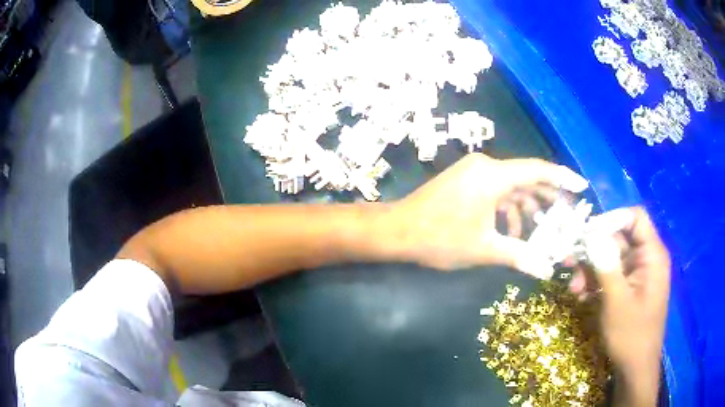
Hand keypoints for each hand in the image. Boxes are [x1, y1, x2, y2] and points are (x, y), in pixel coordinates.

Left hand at [388, 153, 587, 277]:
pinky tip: (513, 231)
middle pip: (527, 177)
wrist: (397, 231)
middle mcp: (486, 166)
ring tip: (542, 228)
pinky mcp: (466, 181)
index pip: (537, 170)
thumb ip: (520, 255)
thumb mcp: (484, 249)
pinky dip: (508, 207)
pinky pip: (496, 190)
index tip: (581, 186)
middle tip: (566, 214)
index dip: (562, 177)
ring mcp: (474, 172)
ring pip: (512, 185)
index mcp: (493, 175)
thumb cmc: (439, 238)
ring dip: (527, 206)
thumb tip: (546, 270)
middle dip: (548, 196)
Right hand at [572, 207, 669, 405]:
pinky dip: (596, 283)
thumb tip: (592, 234)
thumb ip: (606, 265)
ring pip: (612, 259)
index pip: (635, 218)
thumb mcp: (616, 301)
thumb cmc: (631, 334)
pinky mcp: (630, 288)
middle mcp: (646, 259)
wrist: (635, 368)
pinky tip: (583, 298)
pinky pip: (612, 276)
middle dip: (593, 251)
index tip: (588, 234)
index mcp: (652, 255)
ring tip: (574, 289)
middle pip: (619, 239)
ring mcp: (638, 275)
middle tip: (569, 264)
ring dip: (591, 271)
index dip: (612, 219)